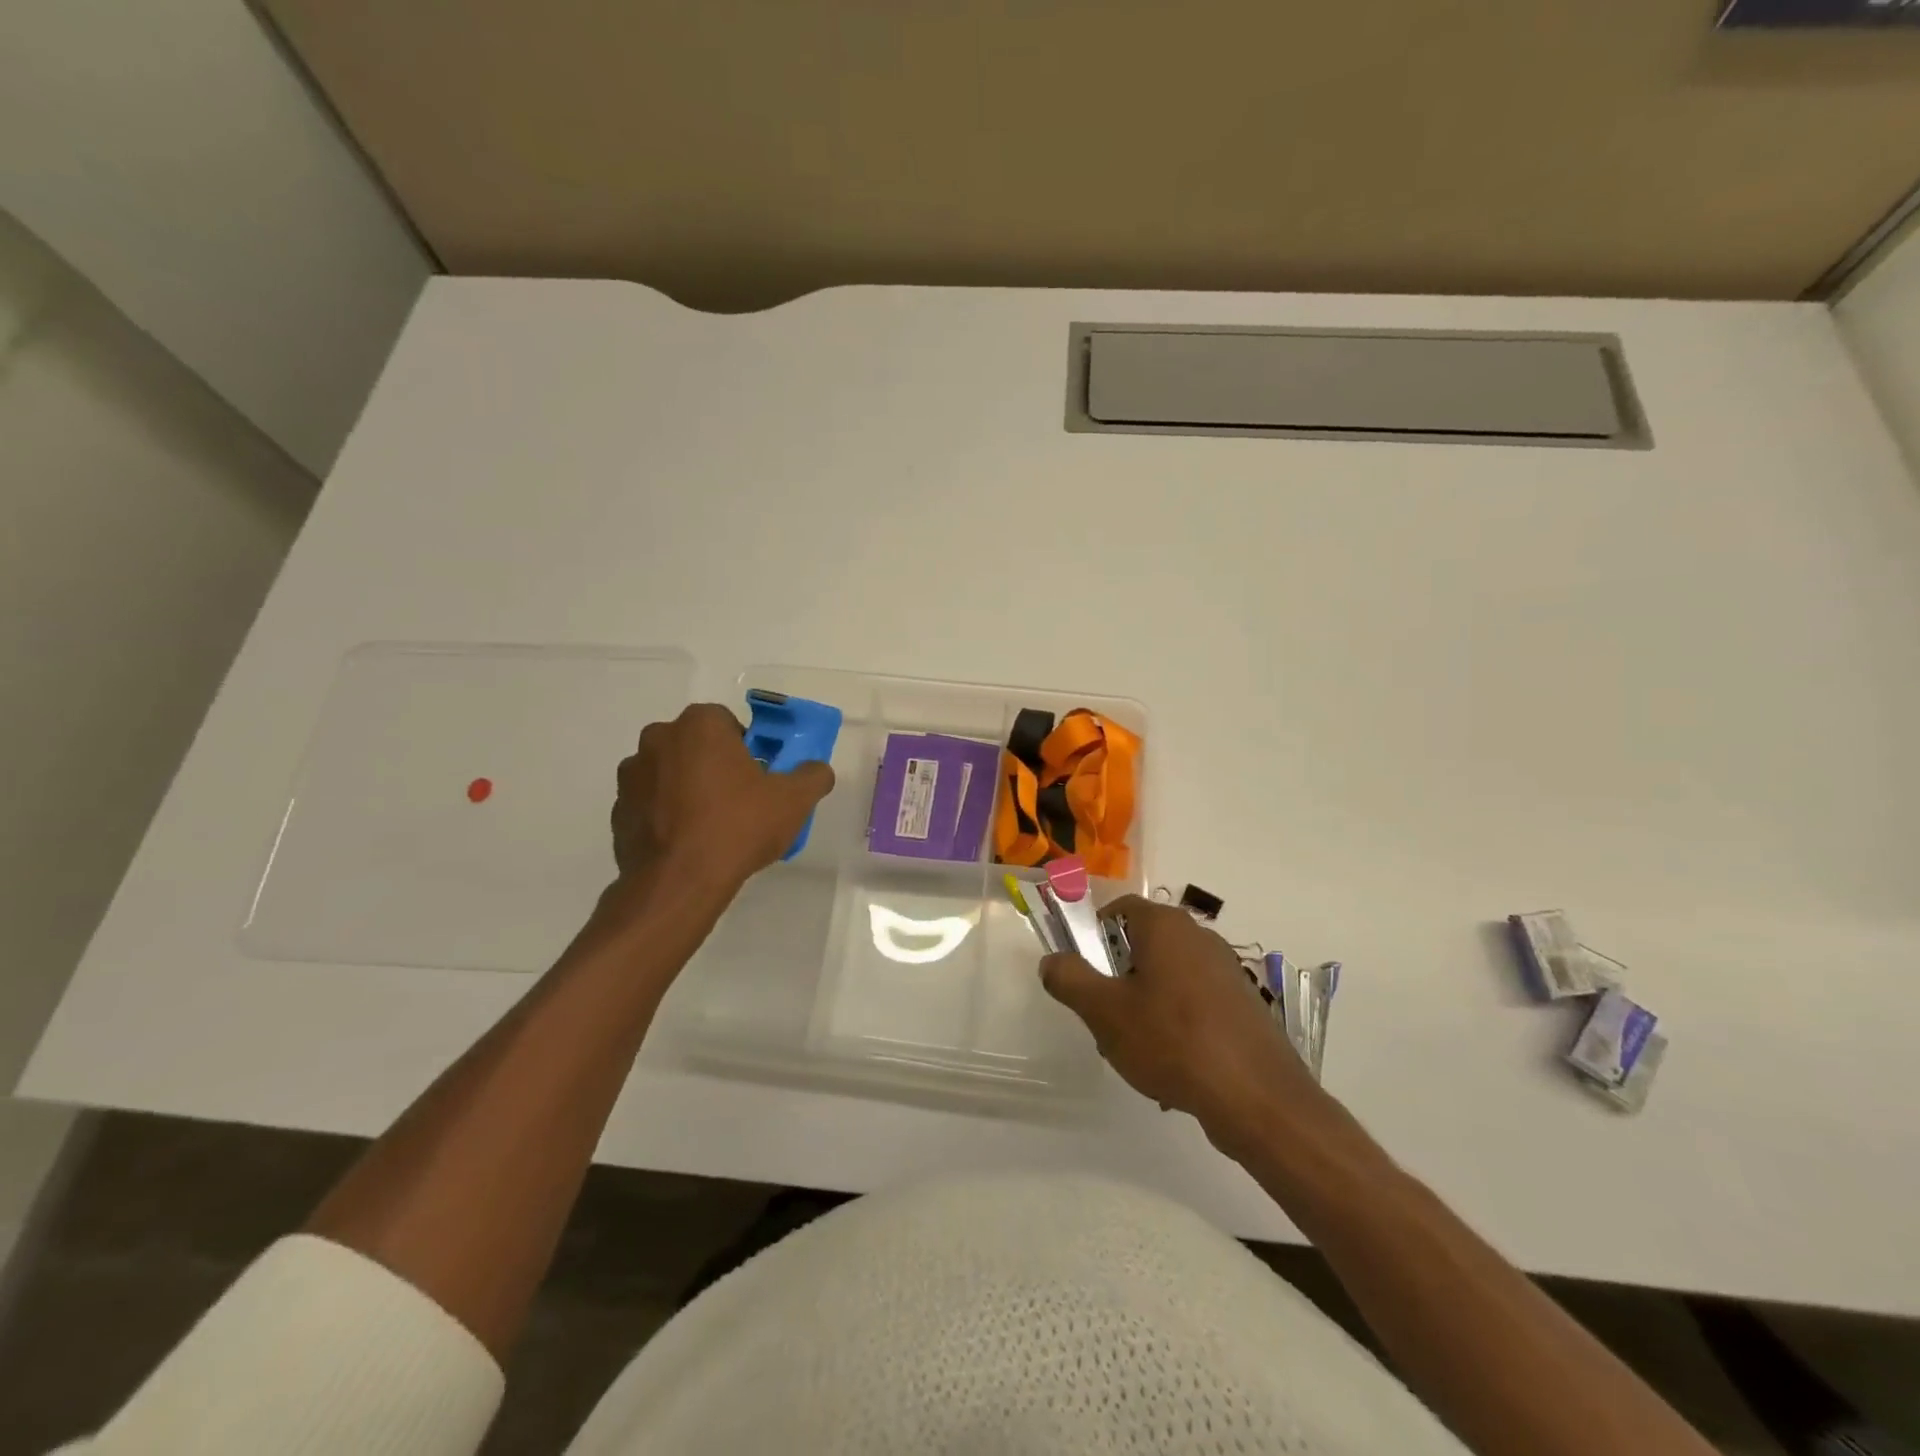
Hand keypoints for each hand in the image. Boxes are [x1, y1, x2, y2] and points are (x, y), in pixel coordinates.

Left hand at [608, 703, 835, 900]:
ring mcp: (632, 775)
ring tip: (711, 827)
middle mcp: (659, 738)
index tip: (759, 778)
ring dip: (688, 789)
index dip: (748, 749)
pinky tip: (687, 844)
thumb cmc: (738, 827)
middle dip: (716, 765)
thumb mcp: (794, 801)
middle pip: (697, 745)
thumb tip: (816, 770)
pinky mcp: (618, 810)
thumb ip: (813, 776)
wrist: (678, 883)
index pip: (729, 723)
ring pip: (671, 773)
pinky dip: (667, 815)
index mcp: (700, 725)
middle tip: (740, 801)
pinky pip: (651, 804)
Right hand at [1041, 895, 1320, 1147]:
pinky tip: (1172, 1069)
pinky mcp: (1243, 1005)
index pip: (1119, 909)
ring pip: (1167, 980)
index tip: (1083, 973)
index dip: (1093, 935)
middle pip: (1142, 946)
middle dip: (1117, 981)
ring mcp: (1226, 971)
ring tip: (1136, 1053)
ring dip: (1144, 1008)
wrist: (1257, 1097)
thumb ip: (1070, 979)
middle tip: (1104, 1020)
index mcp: (1165, 926)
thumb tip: (1051, 960)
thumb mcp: (1104, 1011)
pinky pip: (1195, 1006)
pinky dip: (1177, 1027)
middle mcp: (1199, 937)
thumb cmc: (1172, 1040)